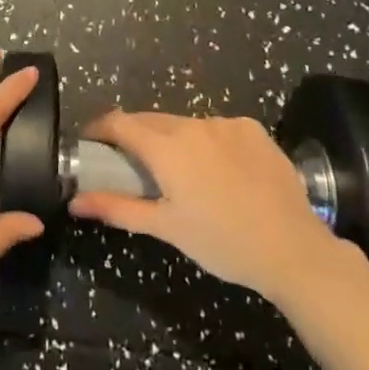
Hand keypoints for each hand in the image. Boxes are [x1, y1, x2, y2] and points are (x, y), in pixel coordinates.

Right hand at [68, 111, 368, 308]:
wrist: (294, 249)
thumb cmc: (223, 242)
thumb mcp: (167, 229)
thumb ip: (117, 207)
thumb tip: (75, 202)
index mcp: (166, 147)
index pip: (119, 122)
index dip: (100, 128)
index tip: (91, 142)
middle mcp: (192, 124)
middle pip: (151, 120)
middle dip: (135, 136)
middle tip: (131, 164)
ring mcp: (225, 123)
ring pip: (185, 124)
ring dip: (173, 139)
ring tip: (181, 172)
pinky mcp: (252, 128)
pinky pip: (217, 128)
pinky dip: (207, 142)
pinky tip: (220, 171)